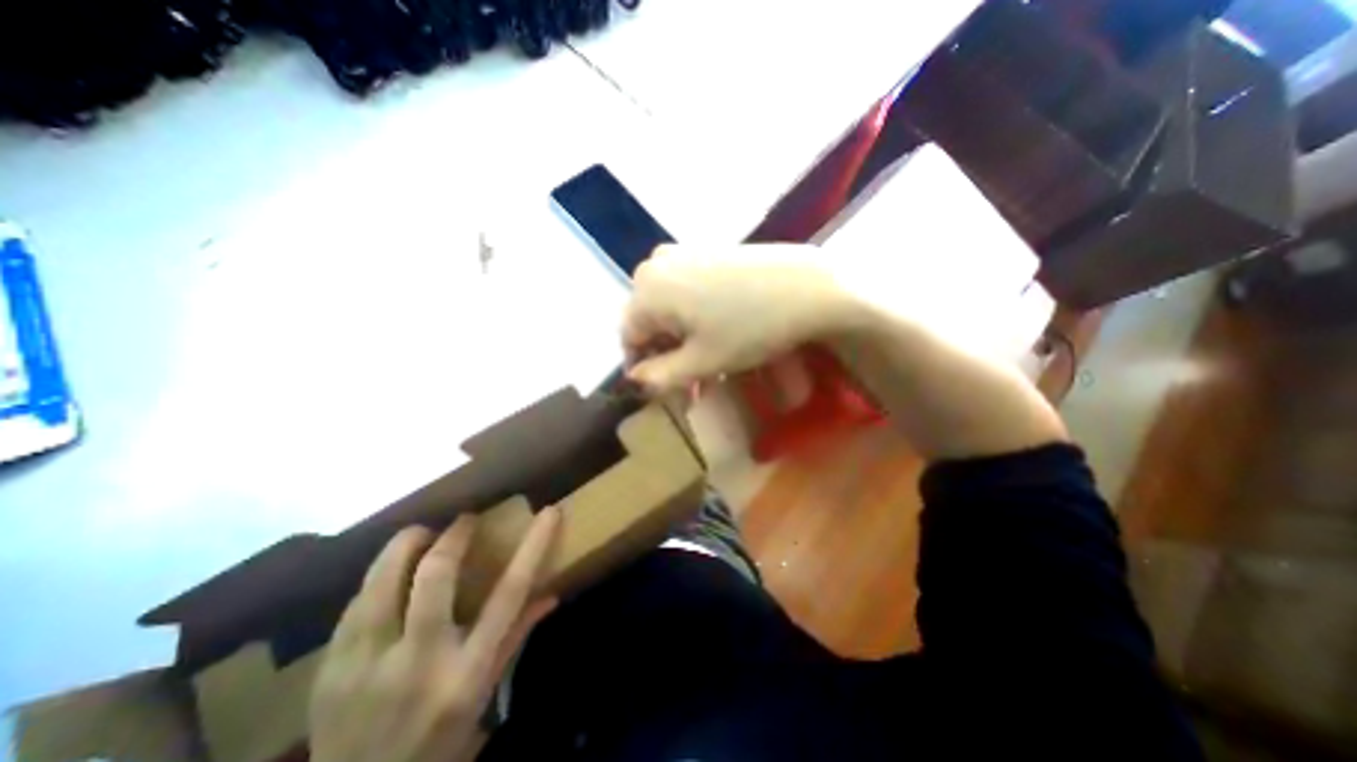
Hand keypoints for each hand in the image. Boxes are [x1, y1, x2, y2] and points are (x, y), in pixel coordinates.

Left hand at [309, 508, 562, 761]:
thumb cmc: (439, 739)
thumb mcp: (485, 692)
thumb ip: (516, 637)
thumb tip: (551, 594)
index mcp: (467, 670)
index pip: (509, 593)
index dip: (533, 546)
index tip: (549, 512)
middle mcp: (419, 662)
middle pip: (435, 576)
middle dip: (452, 536)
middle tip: (463, 521)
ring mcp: (366, 666)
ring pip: (383, 581)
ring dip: (404, 546)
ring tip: (421, 533)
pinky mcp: (329, 670)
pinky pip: (354, 604)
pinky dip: (377, 578)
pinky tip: (388, 572)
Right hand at [622, 246, 850, 391]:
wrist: (806, 285)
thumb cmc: (750, 328)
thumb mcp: (702, 361)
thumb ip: (660, 375)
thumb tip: (634, 379)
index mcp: (647, 290)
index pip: (628, 336)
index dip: (644, 366)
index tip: (665, 387)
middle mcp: (655, 265)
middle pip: (647, 319)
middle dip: (664, 352)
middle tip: (689, 378)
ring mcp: (681, 252)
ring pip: (666, 305)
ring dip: (679, 335)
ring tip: (704, 357)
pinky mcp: (705, 250)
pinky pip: (684, 287)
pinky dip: (691, 313)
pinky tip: (714, 328)